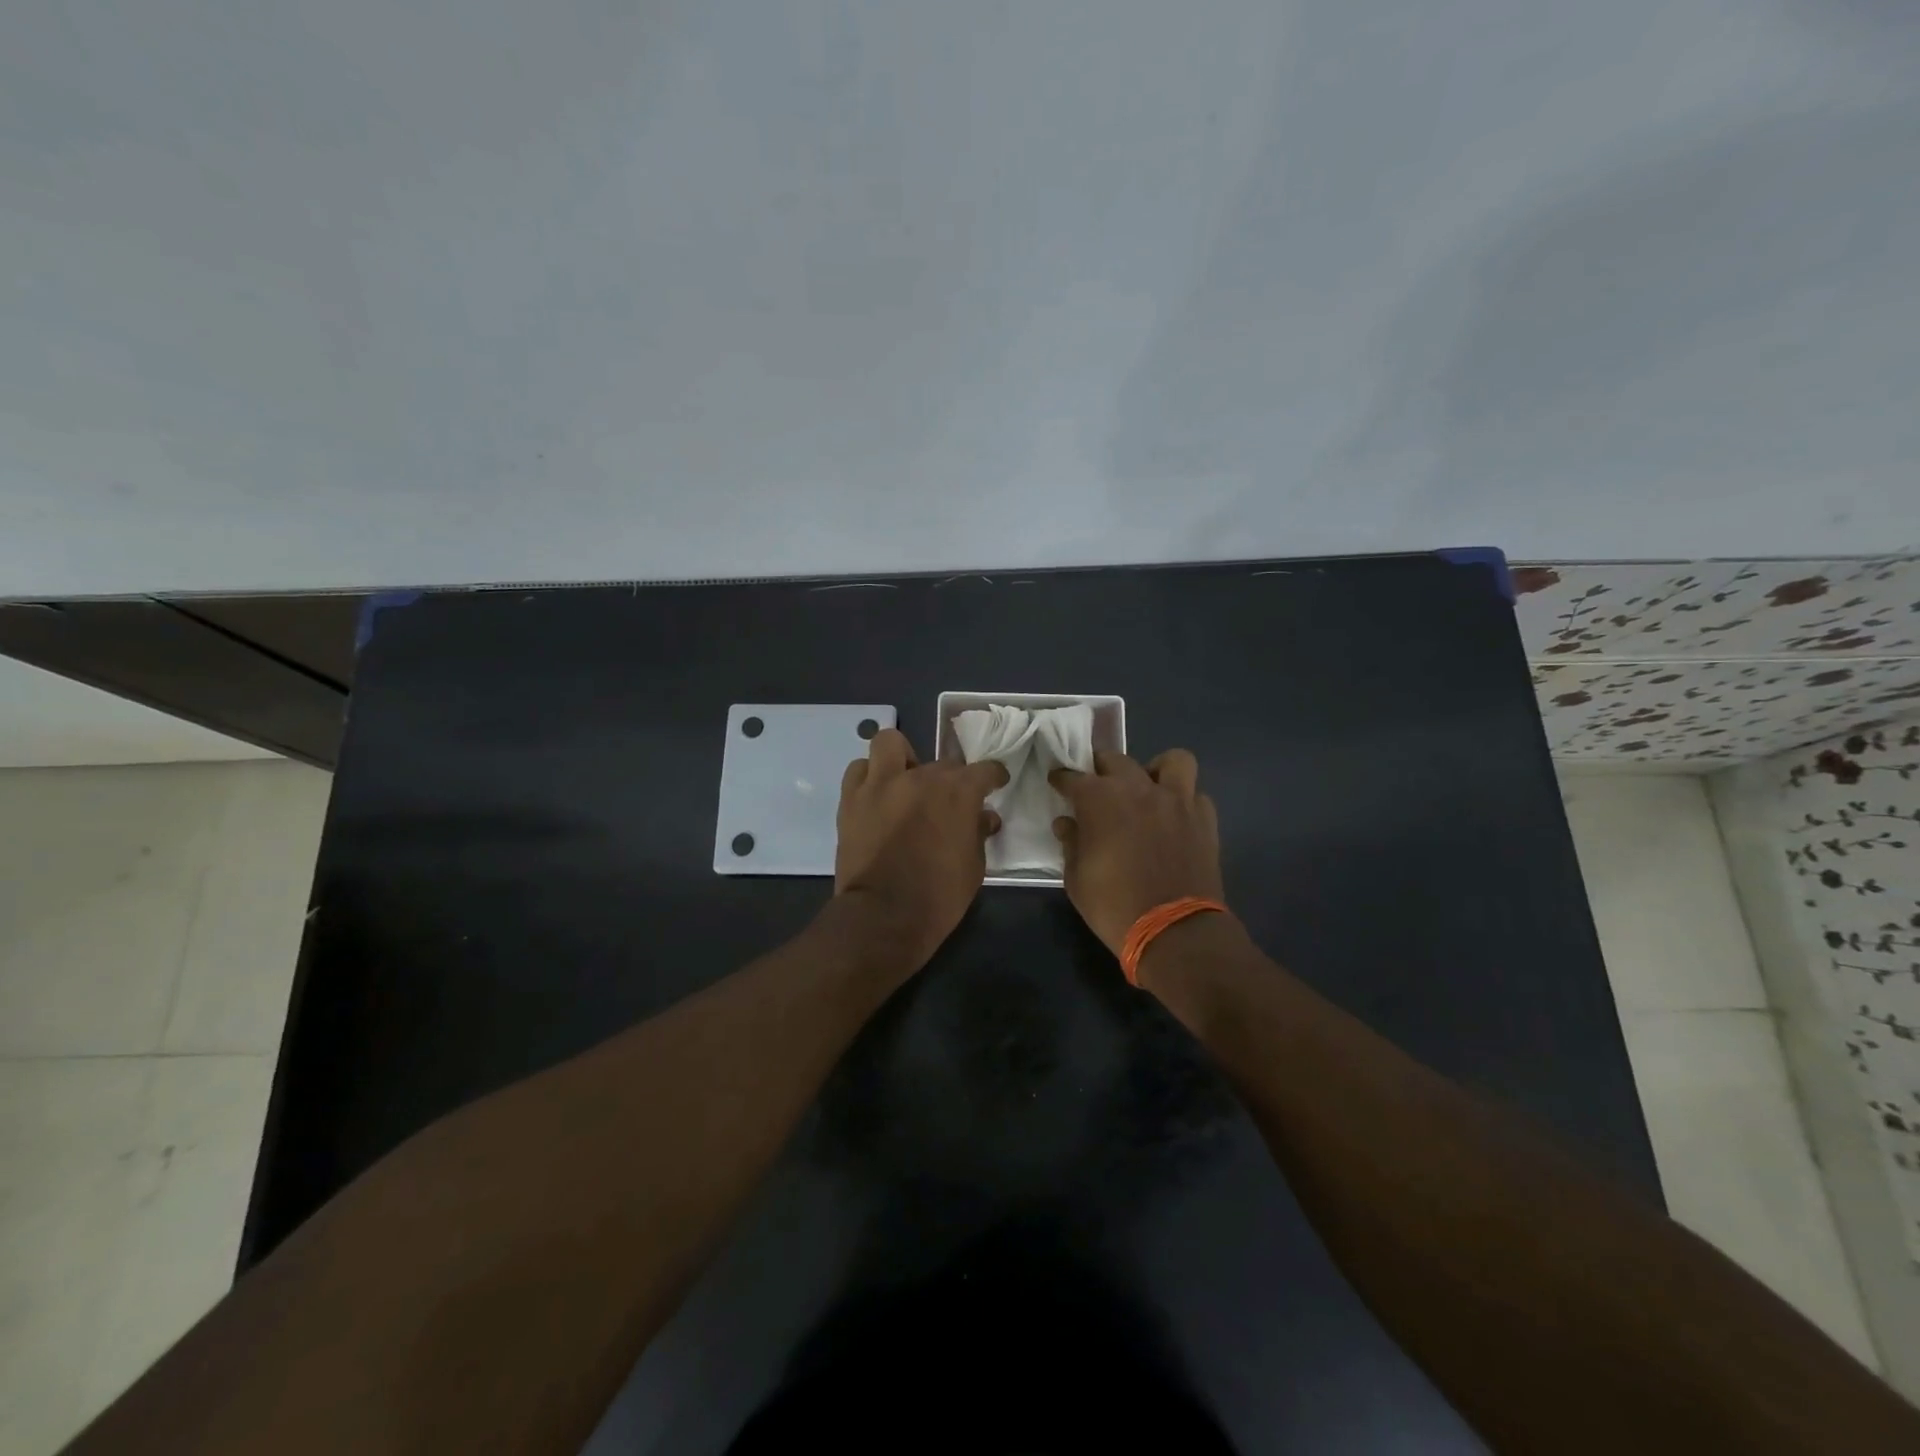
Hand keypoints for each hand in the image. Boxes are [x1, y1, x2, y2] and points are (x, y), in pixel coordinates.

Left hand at [834, 729, 1009, 970]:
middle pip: (942, 763)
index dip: (993, 776)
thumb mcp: (974, 868)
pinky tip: (876, 795)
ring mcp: (882, 784)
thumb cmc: (939, 896)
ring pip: (890, 744)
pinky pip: (859, 770)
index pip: (984, 770)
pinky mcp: (852, 799)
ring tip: (904, 781)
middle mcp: (921, 777)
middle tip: (946, 803)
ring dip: (901, 758)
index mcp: (957, 792)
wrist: (883, 916)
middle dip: (949, 780)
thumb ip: (979, 834)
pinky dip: (869, 776)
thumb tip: (985, 817)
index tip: (994, 784)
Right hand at [1048, 749, 1224, 956]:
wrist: (1174, 930)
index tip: (1058, 783)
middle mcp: (1138, 789)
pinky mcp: (1204, 819)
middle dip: (1102, 769)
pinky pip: (1195, 795)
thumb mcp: (1076, 880)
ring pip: (1171, 761)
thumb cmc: (1114, 906)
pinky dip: (1184, 800)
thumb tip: (1066, 823)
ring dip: (1156, 770)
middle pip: (1116, 760)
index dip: (1062, 779)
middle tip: (1098, 788)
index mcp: (1100, 800)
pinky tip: (1175, 817)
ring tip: (1148, 789)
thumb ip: (1071, 843)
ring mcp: (1176, 800)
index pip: (1073, 777)